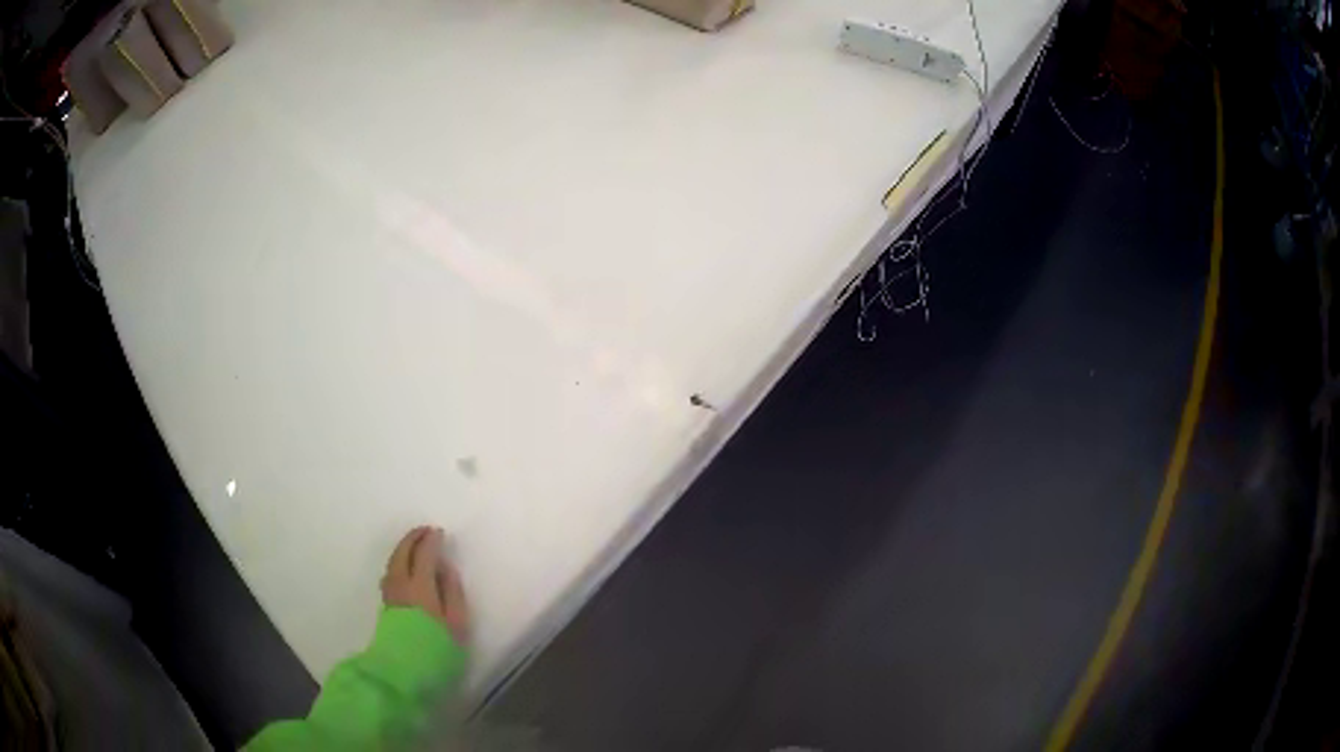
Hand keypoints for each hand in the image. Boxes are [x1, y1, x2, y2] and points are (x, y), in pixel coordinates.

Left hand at [381, 526, 470, 644]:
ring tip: (414, 546)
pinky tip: (404, 568)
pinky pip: (391, 573)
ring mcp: (390, 597)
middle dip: (413, 539)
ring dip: (403, 549)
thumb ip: (452, 594)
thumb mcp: (456, 626)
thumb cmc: (436, 652)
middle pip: (402, 555)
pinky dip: (398, 562)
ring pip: (393, 563)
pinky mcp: (386, 607)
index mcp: (420, 587)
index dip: (431, 542)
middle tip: (425, 531)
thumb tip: (445, 568)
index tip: (439, 533)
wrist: (403, 675)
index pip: (423, 556)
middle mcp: (401, 586)